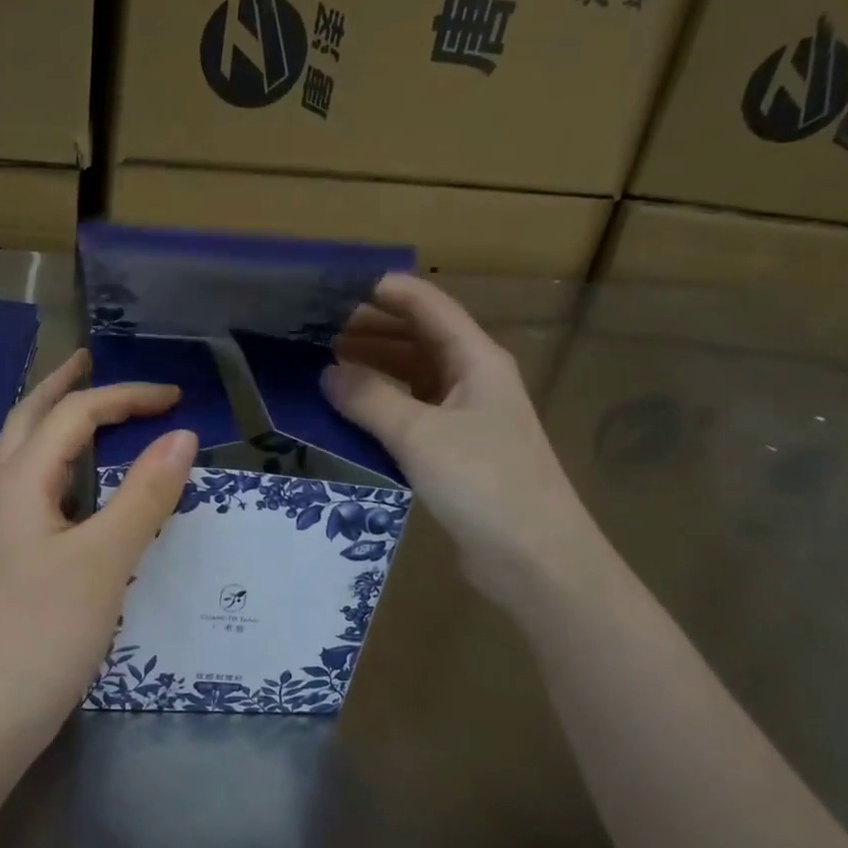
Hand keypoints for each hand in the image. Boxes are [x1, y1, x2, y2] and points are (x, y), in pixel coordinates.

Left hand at [0, 349, 196, 758]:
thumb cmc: (44, 631)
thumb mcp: (105, 559)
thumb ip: (145, 494)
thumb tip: (181, 435)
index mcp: (20, 482)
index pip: (74, 414)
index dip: (126, 398)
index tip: (177, 400)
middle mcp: (2, 495)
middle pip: (28, 420)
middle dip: (62, 386)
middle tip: (91, 361)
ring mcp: (0, 530)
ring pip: (26, 456)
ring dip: (55, 423)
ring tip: (88, 412)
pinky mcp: (8, 561)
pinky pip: (35, 491)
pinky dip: (61, 466)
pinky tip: (79, 488)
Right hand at [321, 273, 598, 600]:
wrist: (535, 559)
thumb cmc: (484, 483)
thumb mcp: (420, 435)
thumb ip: (370, 398)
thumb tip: (327, 372)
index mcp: (475, 359)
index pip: (427, 305)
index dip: (383, 291)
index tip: (332, 288)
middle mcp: (471, 380)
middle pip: (416, 339)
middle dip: (368, 331)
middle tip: (313, 331)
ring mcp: (464, 418)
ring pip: (411, 378)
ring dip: (371, 370)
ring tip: (320, 366)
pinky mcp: (454, 453)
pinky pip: (409, 415)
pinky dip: (379, 408)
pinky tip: (346, 414)